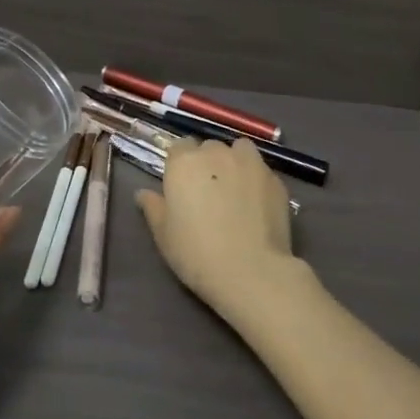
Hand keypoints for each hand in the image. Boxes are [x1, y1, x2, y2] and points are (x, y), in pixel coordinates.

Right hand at [137, 138, 316, 329]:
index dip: (180, 164)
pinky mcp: (275, 179)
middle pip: (209, 147)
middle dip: (207, 162)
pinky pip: (261, 170)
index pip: (178, 147)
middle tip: (207, 192)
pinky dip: (256, 179)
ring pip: (239, 150)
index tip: (181, 186)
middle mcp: (216, 153)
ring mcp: (250, 163)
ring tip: (235, 188)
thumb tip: (143, 193)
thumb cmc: (196, 253)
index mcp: (184, 162)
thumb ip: (153, 207)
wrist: (251, 271)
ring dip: (234, 161)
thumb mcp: (163, 234)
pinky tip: (256, 204)